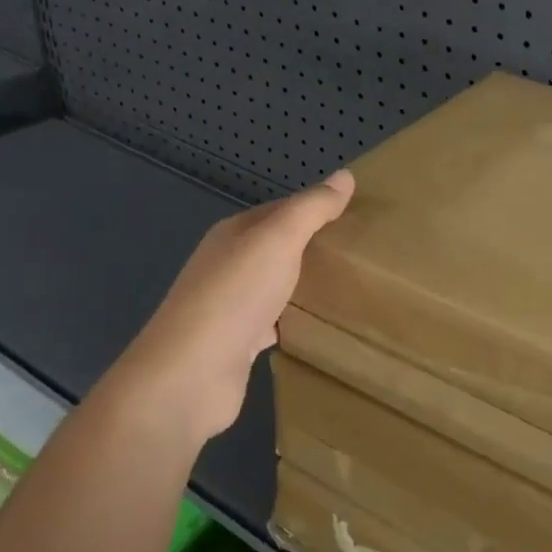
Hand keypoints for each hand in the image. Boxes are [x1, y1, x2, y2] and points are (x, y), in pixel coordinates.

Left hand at [98, 171, 354, 447]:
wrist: (190, 376)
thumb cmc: (235, 296)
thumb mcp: (279, 239)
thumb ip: (311, 209)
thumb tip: (346, 175)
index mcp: (233, 235)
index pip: (281, 210)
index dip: (316, 209)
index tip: (357, 215)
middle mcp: (227, 266)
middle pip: (277, 248)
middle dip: (313, 248)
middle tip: (360, 252)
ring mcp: (229, 307)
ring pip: (275, 286)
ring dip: (303, 285)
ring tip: (348, 286)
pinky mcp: (237, 345)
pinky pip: (273, 324)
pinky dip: (293, 322)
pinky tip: (317, 326)